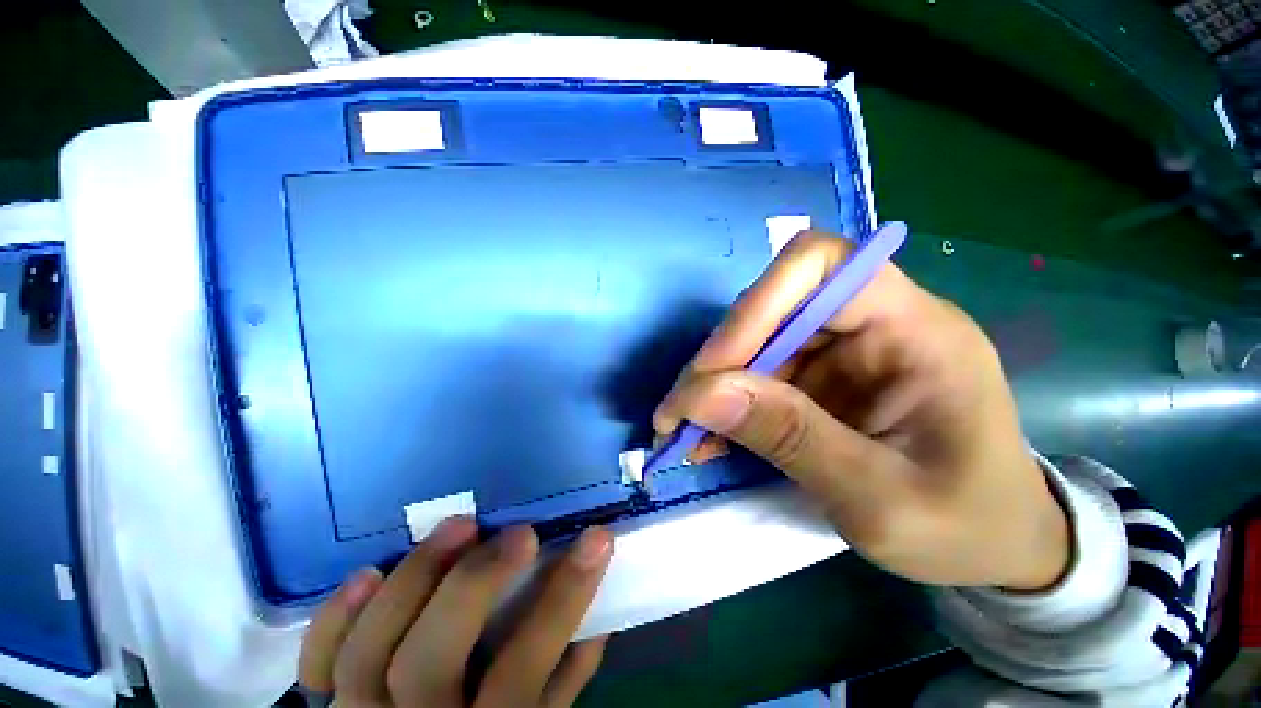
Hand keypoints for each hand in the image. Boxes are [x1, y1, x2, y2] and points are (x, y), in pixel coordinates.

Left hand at [298, 519, 612, 706]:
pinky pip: (317, 666)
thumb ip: (567, 677)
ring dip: (413, 580)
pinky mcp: (324, 707)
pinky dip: (335, 620)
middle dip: (476, 585)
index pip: (525, 667)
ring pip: (368, 652)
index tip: (597, 538)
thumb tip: (602, 604)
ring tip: (460, 524)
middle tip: (518, 534)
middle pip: (430, 662)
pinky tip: (367, 572)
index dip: (564, 599)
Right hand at [653, 232, 1069, 590]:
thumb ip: (792, 438)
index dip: (758, 304)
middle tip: (680, 413)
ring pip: (753, 345)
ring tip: (683, 432)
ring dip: (712, 387)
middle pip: (771, 308)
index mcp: (915, 330)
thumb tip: (702, 394)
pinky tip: (706, 438)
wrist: (994, 547)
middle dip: (719, 360)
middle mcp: (871, 325)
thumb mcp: (881, 499)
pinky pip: (756, 377)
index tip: (715, 369)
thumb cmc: (964, 527)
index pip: (822, 265)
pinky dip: (724, 405)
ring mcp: (840, 352)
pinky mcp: (817, 379)